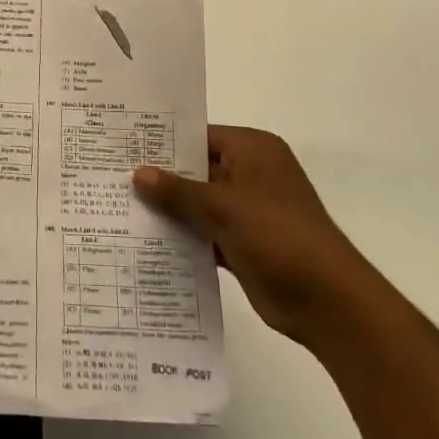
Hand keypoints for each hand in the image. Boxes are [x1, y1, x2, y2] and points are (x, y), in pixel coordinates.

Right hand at [134, 126, 370, 345]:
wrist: (326, 301)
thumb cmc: (277, 235)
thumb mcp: (223, 206)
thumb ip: (178, 191)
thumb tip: (138, 174)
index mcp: (252, 150)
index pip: (199, 136)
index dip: (162, 143)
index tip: (123, 147)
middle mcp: (250, 174)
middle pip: (196, 169)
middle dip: (160, 178)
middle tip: (112, 177)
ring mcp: (247, 210)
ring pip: (197, 203)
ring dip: (168, 210)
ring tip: (118, 208)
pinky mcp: (242, 243)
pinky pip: (204, 232)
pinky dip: (182, 236)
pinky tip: (144, 240)